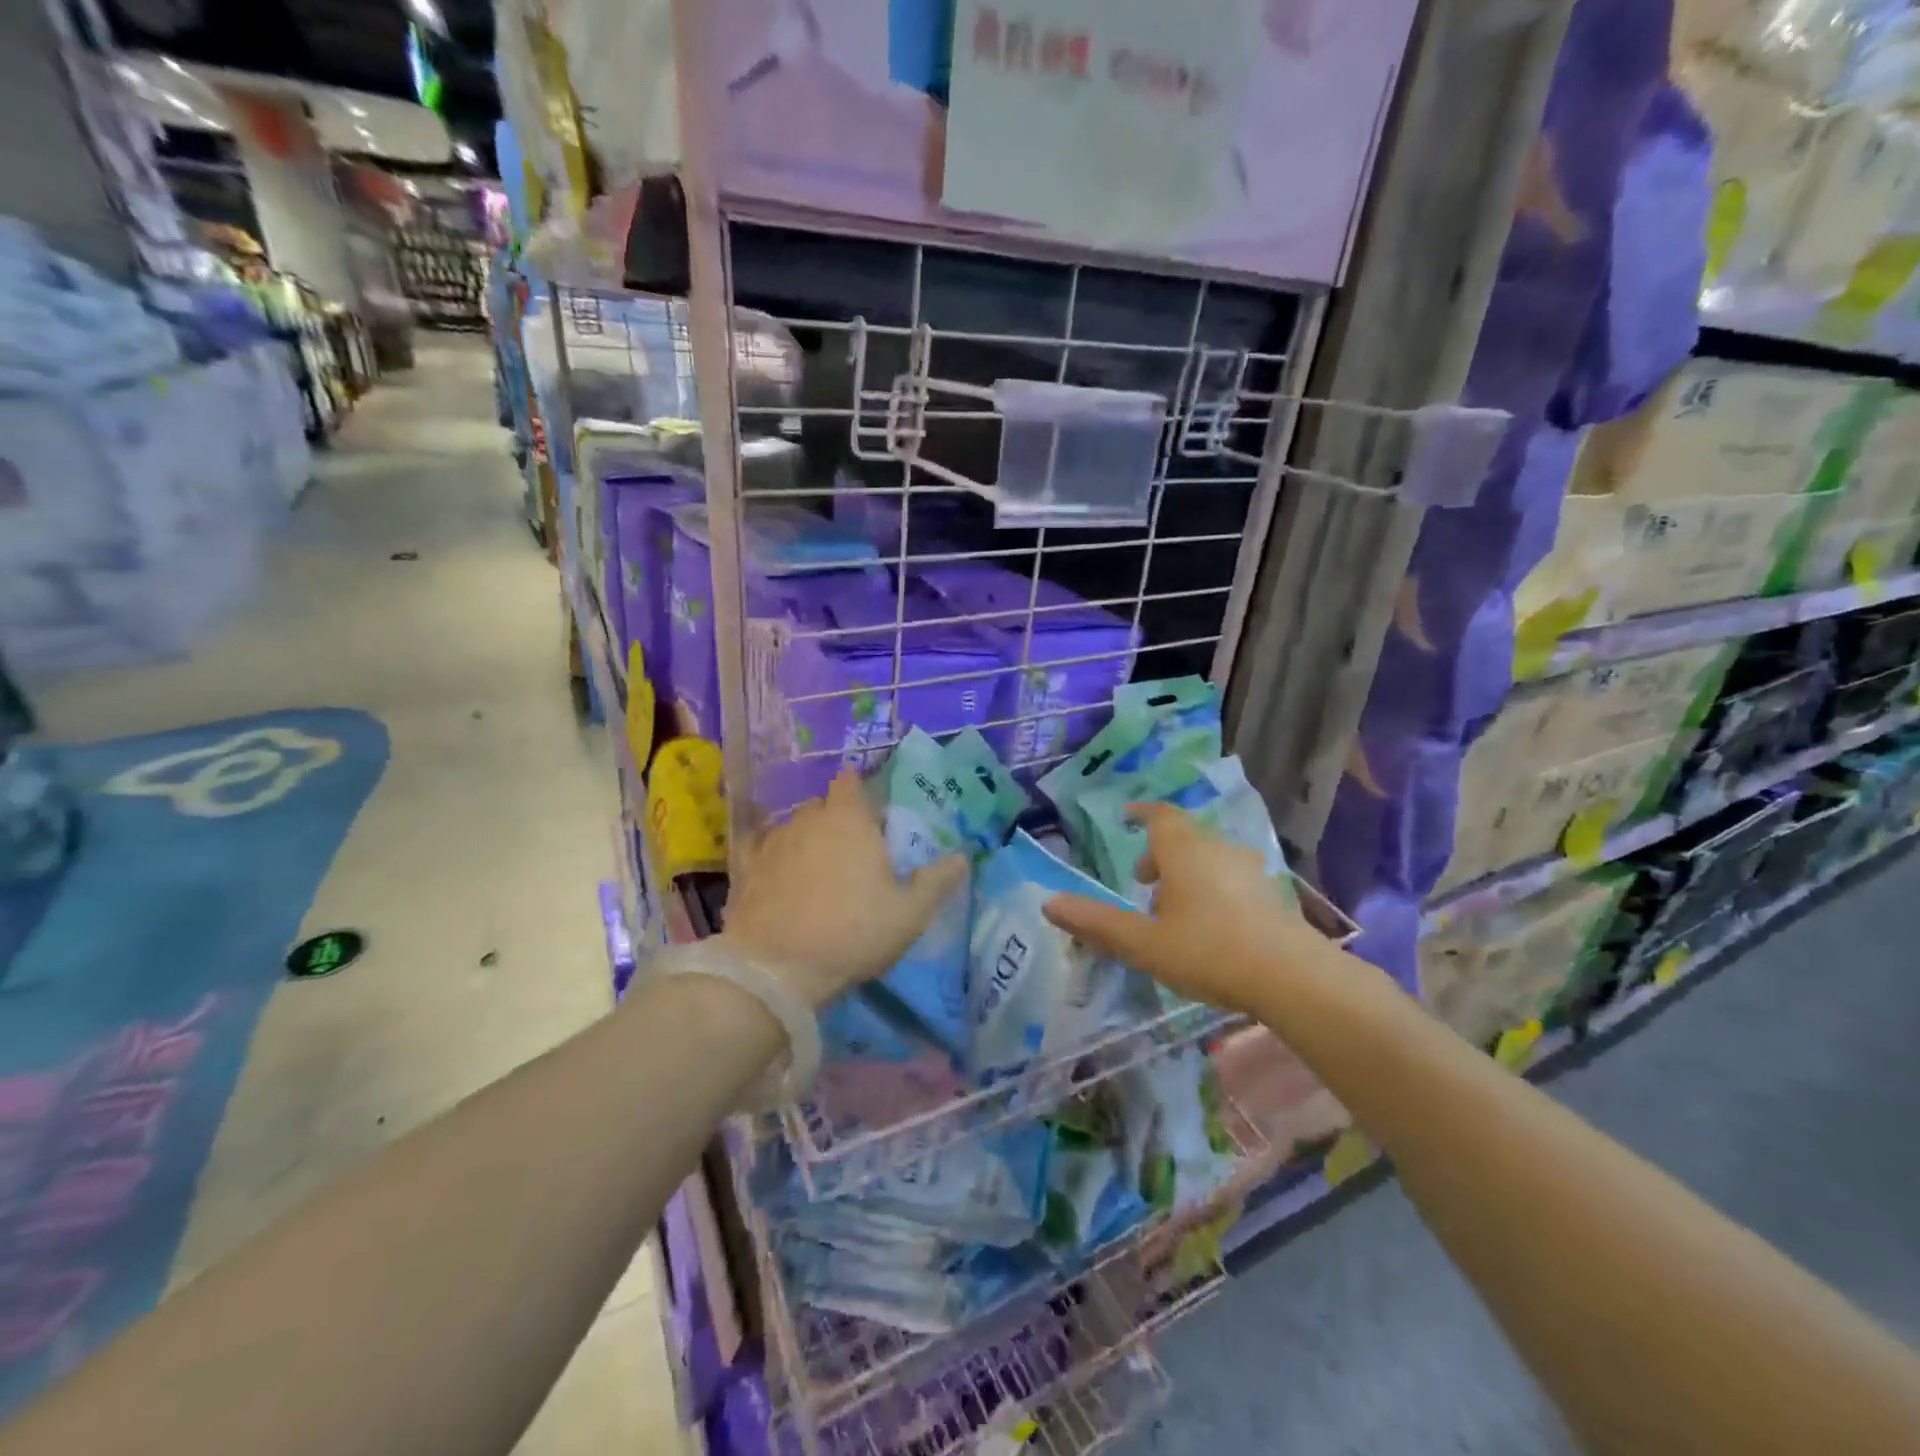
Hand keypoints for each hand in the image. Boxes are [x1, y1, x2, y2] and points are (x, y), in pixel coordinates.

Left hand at [721, 771, 967, 1007]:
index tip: (872, 818)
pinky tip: (777, 875)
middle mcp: (808, 818)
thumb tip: (961, 857)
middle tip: (853, 852)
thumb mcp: (910, 913)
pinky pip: (761, 850)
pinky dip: (773, 857)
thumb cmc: (853, 932)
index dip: (861, 793)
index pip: (851, 781)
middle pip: (823, 805)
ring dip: (807, 840)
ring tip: (819, 873)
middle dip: (837, 819)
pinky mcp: (745, 868)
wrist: (776, 968)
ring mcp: (773, 842)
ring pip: (794, 827)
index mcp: (849, 819)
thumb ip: (937, 881)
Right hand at [1043, 803, 1315, 1015]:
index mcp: (1184, 850)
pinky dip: (1210, 885)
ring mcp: (1248, 869)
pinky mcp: (1268, 892)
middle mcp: (1217, 848)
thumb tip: (1048, 904)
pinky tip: (1209, 924)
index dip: (1142, 814)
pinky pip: (1229, 875)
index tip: (1127, 817)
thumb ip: (1097, 923)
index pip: (1159, 816)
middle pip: (1184, 836)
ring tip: (1171, 908)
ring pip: (1208, 856)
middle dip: (1159, 852)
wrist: (1291, 976)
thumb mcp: (1144, 942)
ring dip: (1185, 871)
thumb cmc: (1208, 951)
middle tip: (1142, 881)